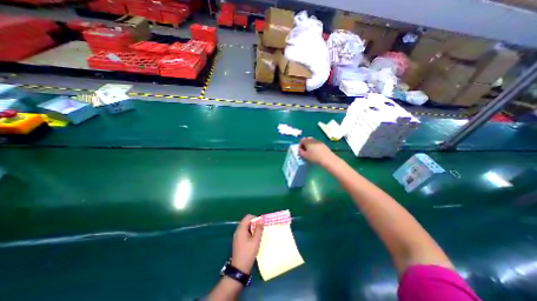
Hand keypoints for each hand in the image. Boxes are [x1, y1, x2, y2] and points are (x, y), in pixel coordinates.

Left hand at [231, 214, 262, 274]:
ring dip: (252, 228)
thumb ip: (259, 229)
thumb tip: (261, 219)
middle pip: (246, 221)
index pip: (248, 217)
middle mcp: (238, 230)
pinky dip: (249, 232)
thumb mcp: (256, 240)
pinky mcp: (237, 240)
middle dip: (254, 223)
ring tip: (257, 235)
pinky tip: (253, 239)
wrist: (239, 268)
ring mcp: (237, 235)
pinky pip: (243, 231)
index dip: (255, 218)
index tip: (260, 224)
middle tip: (260, 229)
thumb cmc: (248, 253)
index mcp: (241, 229)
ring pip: (245, 226)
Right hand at [298, 137, 334, 165]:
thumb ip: (300, 152)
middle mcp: (313, 139)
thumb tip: (300, 149)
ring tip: (310, 152)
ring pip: (312, 142)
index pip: (301, 140)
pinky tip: (316, 152)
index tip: (300, 151)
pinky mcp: (323, 144)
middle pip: (307, 140)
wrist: (327, 158)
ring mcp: (318, 141)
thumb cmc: (314, 157)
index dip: (300, 145)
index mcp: (307, 141)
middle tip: (305, 151)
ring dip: (310, 145)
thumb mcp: (305, 156)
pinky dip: (315, 147)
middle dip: (305, 144)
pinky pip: (317, 144)